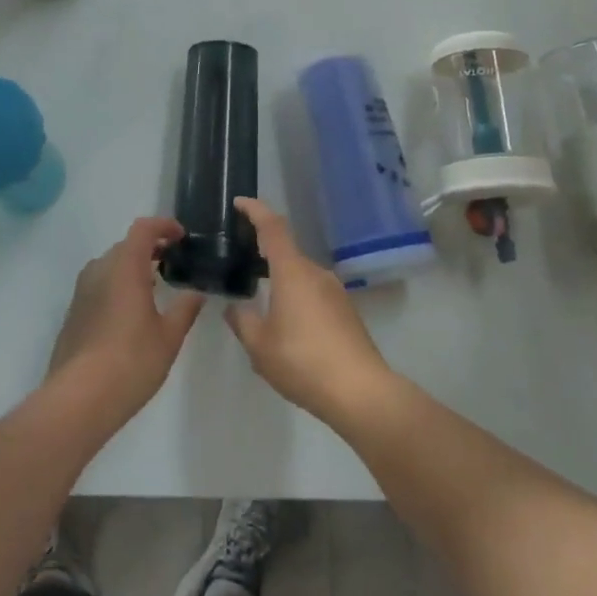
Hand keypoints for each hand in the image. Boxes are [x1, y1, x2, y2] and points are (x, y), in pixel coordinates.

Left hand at [47, 217, 203, 423]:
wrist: (78, 399)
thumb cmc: (131, 361)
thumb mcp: (169, 337)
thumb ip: (185, 309)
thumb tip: (197, 293)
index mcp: (124, 267)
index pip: (143, 229)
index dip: (163, 226)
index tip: (181, 236)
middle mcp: (99, 270)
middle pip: (126, 246)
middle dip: (150, 248)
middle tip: (173, 262)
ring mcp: (81, 292)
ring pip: (110, 266)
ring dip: (132, 267)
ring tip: (154, 286)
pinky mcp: (73, 313)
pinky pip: (98, 286)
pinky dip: (117, 286)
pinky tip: (130, 313)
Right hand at [226, 198, 394, 423]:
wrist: (361, 392)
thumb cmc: (303, 362)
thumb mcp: (260, 346)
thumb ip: (243, 321)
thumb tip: (235, 308)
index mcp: (292, 272)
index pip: (272, 227)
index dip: (255, 211)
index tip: (240, 203)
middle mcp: (316, 273)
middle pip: (286, 252)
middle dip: (264, 255)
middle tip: (241, 265)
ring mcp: (336, 292)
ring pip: (301, 276)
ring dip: (281, 283)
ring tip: (262, 305)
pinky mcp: (347, 312)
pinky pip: (314, 294)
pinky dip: (297, 300)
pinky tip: (288, 328)